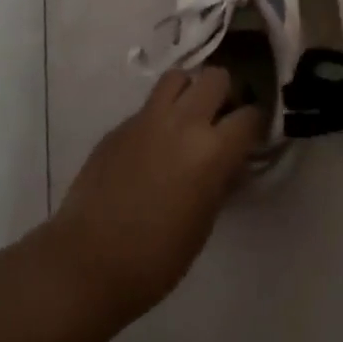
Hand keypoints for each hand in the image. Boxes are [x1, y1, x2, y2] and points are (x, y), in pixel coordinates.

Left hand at [48, 68, 260, 317]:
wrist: (86, 264)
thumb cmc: (155, 259)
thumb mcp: (203, 223)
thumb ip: (220, 180)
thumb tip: (230, 162)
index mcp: (212, 150)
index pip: (250, 115)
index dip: (256, 124)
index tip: (252, 136)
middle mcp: (183, 122)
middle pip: (216, 78)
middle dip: (225, 94)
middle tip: (221, 119)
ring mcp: (147, 118)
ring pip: (179, 77)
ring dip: (190, 91)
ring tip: (188, 118)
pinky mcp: (120, 125)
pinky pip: (148, 105)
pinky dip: (159, 115)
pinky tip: (152, 146)